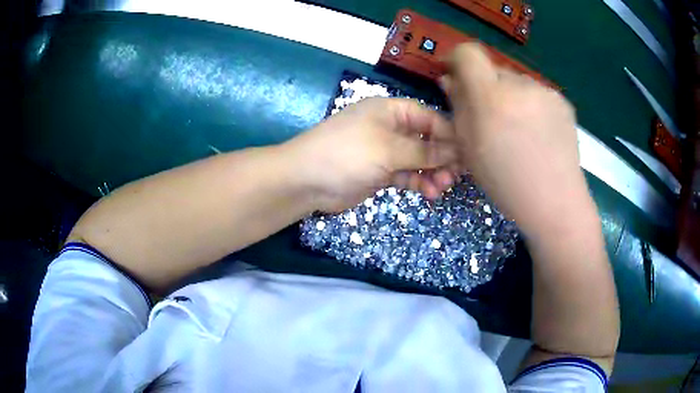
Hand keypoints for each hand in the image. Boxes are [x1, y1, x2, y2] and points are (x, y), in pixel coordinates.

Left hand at [283, 97, 457, 212]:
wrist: (306, 180)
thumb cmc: (347, 153)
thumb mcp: (388, 149)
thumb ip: (423, 152)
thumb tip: (456, 151)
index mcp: (391, 111)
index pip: (429, 118)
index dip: (449, 135)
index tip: (468, 153)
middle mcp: (390, 127)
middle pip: (426, 140)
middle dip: (443, 157)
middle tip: (456, 176)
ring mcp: (385, 151)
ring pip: (418, 160)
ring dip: (433, 172)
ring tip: (443, 187)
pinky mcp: (380, 172)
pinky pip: (407, 175)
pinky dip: (419, 183)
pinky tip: (430, 193)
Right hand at [442, 43, 593, 235]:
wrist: (555, 202)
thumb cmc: (506, 182)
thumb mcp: (469, 149)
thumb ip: (458, 108)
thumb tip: (449, 80)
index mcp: (490, 98)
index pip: (468, 53)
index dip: (457, 59)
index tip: (455, 75)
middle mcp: (519, 85)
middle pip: (492, 69)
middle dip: (486, 87)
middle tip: (491, 118)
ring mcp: (544, 91)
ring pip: (516, 82)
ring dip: (510, 97)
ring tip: (519, 131)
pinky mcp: (562, 100)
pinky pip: (536, 93)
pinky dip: (531, 106)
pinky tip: (538, 133)